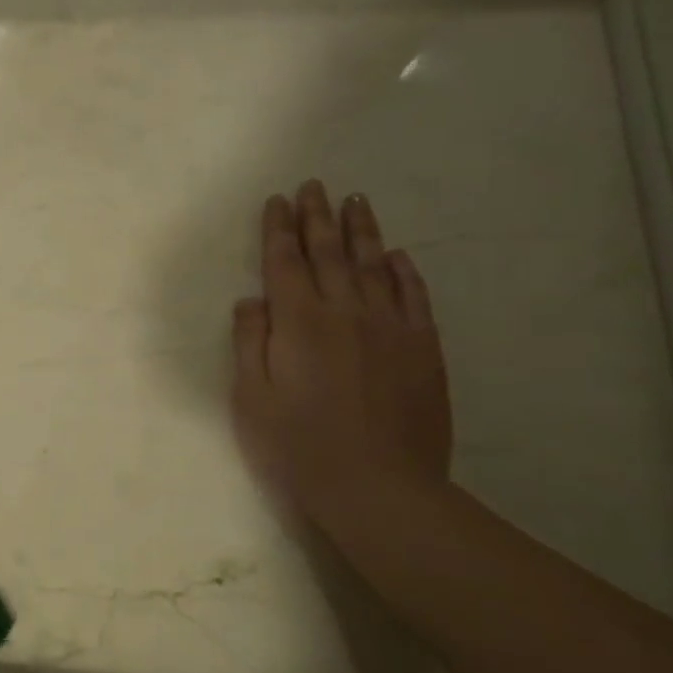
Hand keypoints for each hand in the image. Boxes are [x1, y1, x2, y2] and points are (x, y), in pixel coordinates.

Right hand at [231, 181, 451, 524]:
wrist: (379, 486)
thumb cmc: (299, 447)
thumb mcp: (251, 399)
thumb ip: (250, 343)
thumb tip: (250, 300)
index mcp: (299, 323)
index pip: (284, 263)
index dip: (279, 230)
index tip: (278, 201)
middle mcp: (345, 312)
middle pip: (329, 254)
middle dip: (318, 217)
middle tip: (315, 185)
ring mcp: (390, 328)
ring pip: (374, 266)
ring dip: (361, 231)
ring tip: (355, 201)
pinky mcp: (423, 349)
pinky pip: (414, 297)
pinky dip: (404, 271)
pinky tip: (397, 255)